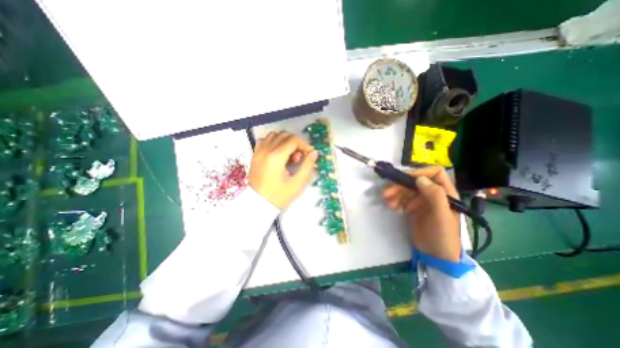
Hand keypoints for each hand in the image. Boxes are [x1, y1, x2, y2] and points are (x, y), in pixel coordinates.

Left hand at [248, 131, 316, 208]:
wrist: (258, 204)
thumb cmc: (278, 196)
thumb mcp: (297, 183)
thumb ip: (307, 166)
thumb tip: (314, 153)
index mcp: (276, 157)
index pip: (293, 140)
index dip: (305, 145)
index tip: (309, 154)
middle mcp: (266, 150)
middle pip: (285, 135)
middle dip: (296, 144)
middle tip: (299, 158)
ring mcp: (258, 151)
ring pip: (275, 135)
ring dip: (285, 142)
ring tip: (289, 156)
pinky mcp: (255, 155)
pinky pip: (265, 140)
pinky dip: (274, 142)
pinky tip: (278, 154)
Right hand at [380, 165, 461, 260]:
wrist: (436, 256)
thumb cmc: (443, 235)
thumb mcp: (442, 216)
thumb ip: (435, 195)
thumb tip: (419, 178)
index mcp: (445, 192)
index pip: (434, 173)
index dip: (421, 173)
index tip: (406, 179)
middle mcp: (432, 194)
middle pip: (414, 182)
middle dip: (400, 185)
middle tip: (386, 193)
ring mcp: (421, 201)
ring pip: (405, 190)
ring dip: (394, 193)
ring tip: (386, 201)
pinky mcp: (412, 208)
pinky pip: (401, 199)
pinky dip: (394, 201)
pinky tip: (391, 206)